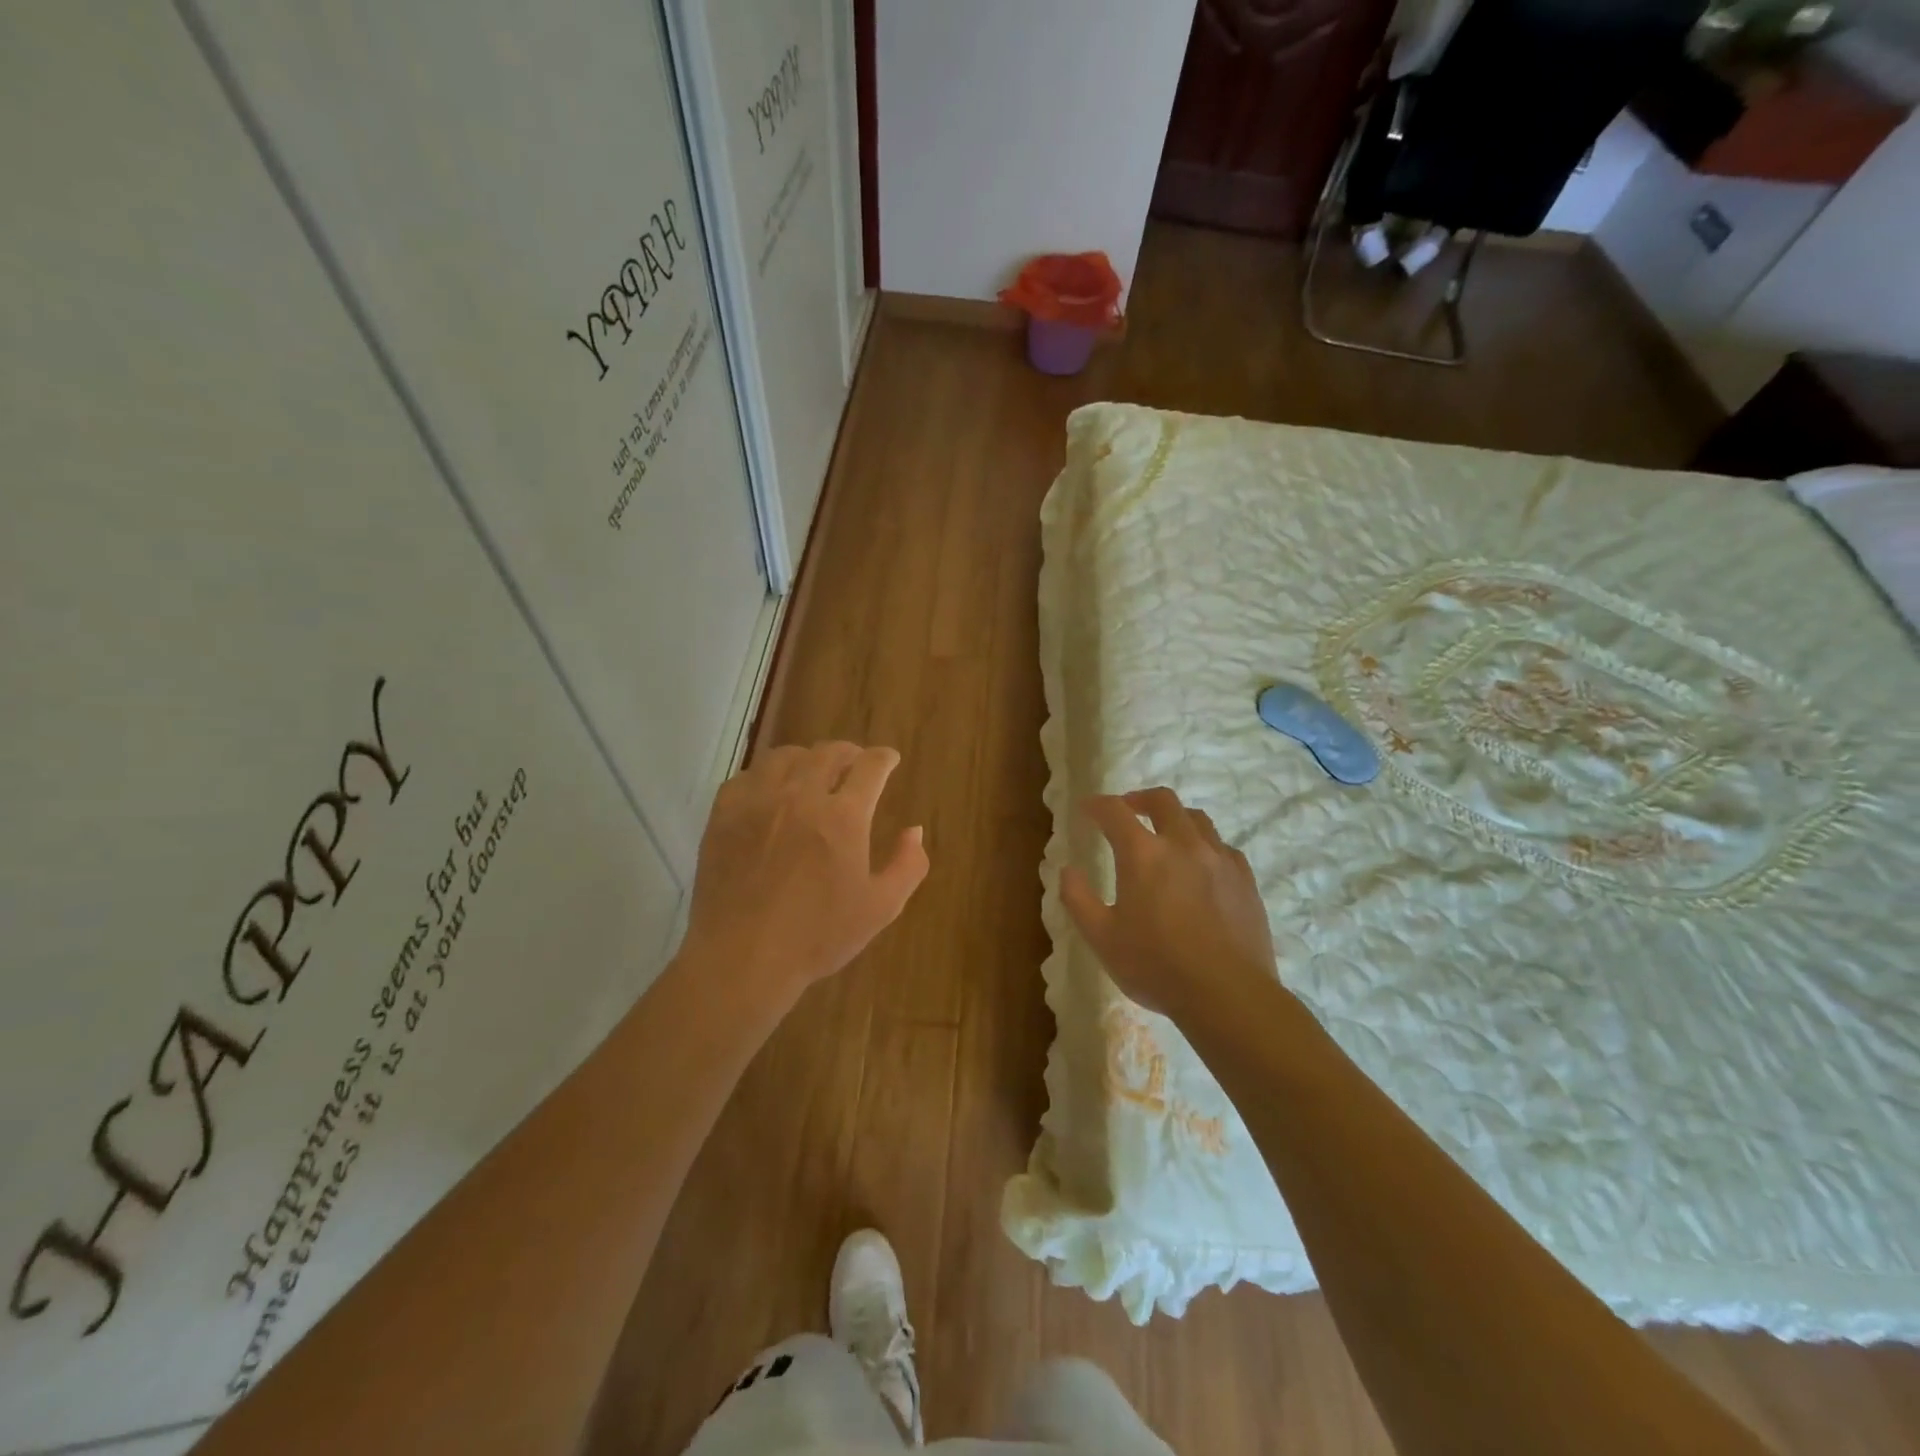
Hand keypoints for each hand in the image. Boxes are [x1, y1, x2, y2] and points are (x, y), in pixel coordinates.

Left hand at [681, 742, 928, 1007]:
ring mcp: (758, 802)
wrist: (743, 957)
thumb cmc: (817, 936)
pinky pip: (746, 776)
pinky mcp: (723, 815)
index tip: (888, 759)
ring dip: (807, 758)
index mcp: (843, 817)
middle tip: (854, 763)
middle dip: (848, 752)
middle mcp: (801, 796)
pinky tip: (770, 791)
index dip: (883, 758)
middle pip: (827, 753)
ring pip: (785, 757)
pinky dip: (765, 776)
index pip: (870, 766)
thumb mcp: (880, 908)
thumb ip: (907, 865)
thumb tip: (915, 830)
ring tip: (812, 771)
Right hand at [1060, 787, 1277, 1020]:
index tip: (1087, 808)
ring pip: (1197, 818)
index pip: (1114, 811)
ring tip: (1165, 834)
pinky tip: (1201, 865)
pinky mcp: (1245, 879)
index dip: (1097, 805)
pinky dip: (1204, 845)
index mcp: (1143, 854)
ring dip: (1175, 818)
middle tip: (1128, 810)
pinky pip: (1222, 846)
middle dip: (1140, 799)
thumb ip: (1078, 899)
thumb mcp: (1101, 938)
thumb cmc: (1156, 966)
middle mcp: (1183, 844)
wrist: (1228, 994)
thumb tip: (1068, 870)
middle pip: (1163, 800)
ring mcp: (1219, 859)